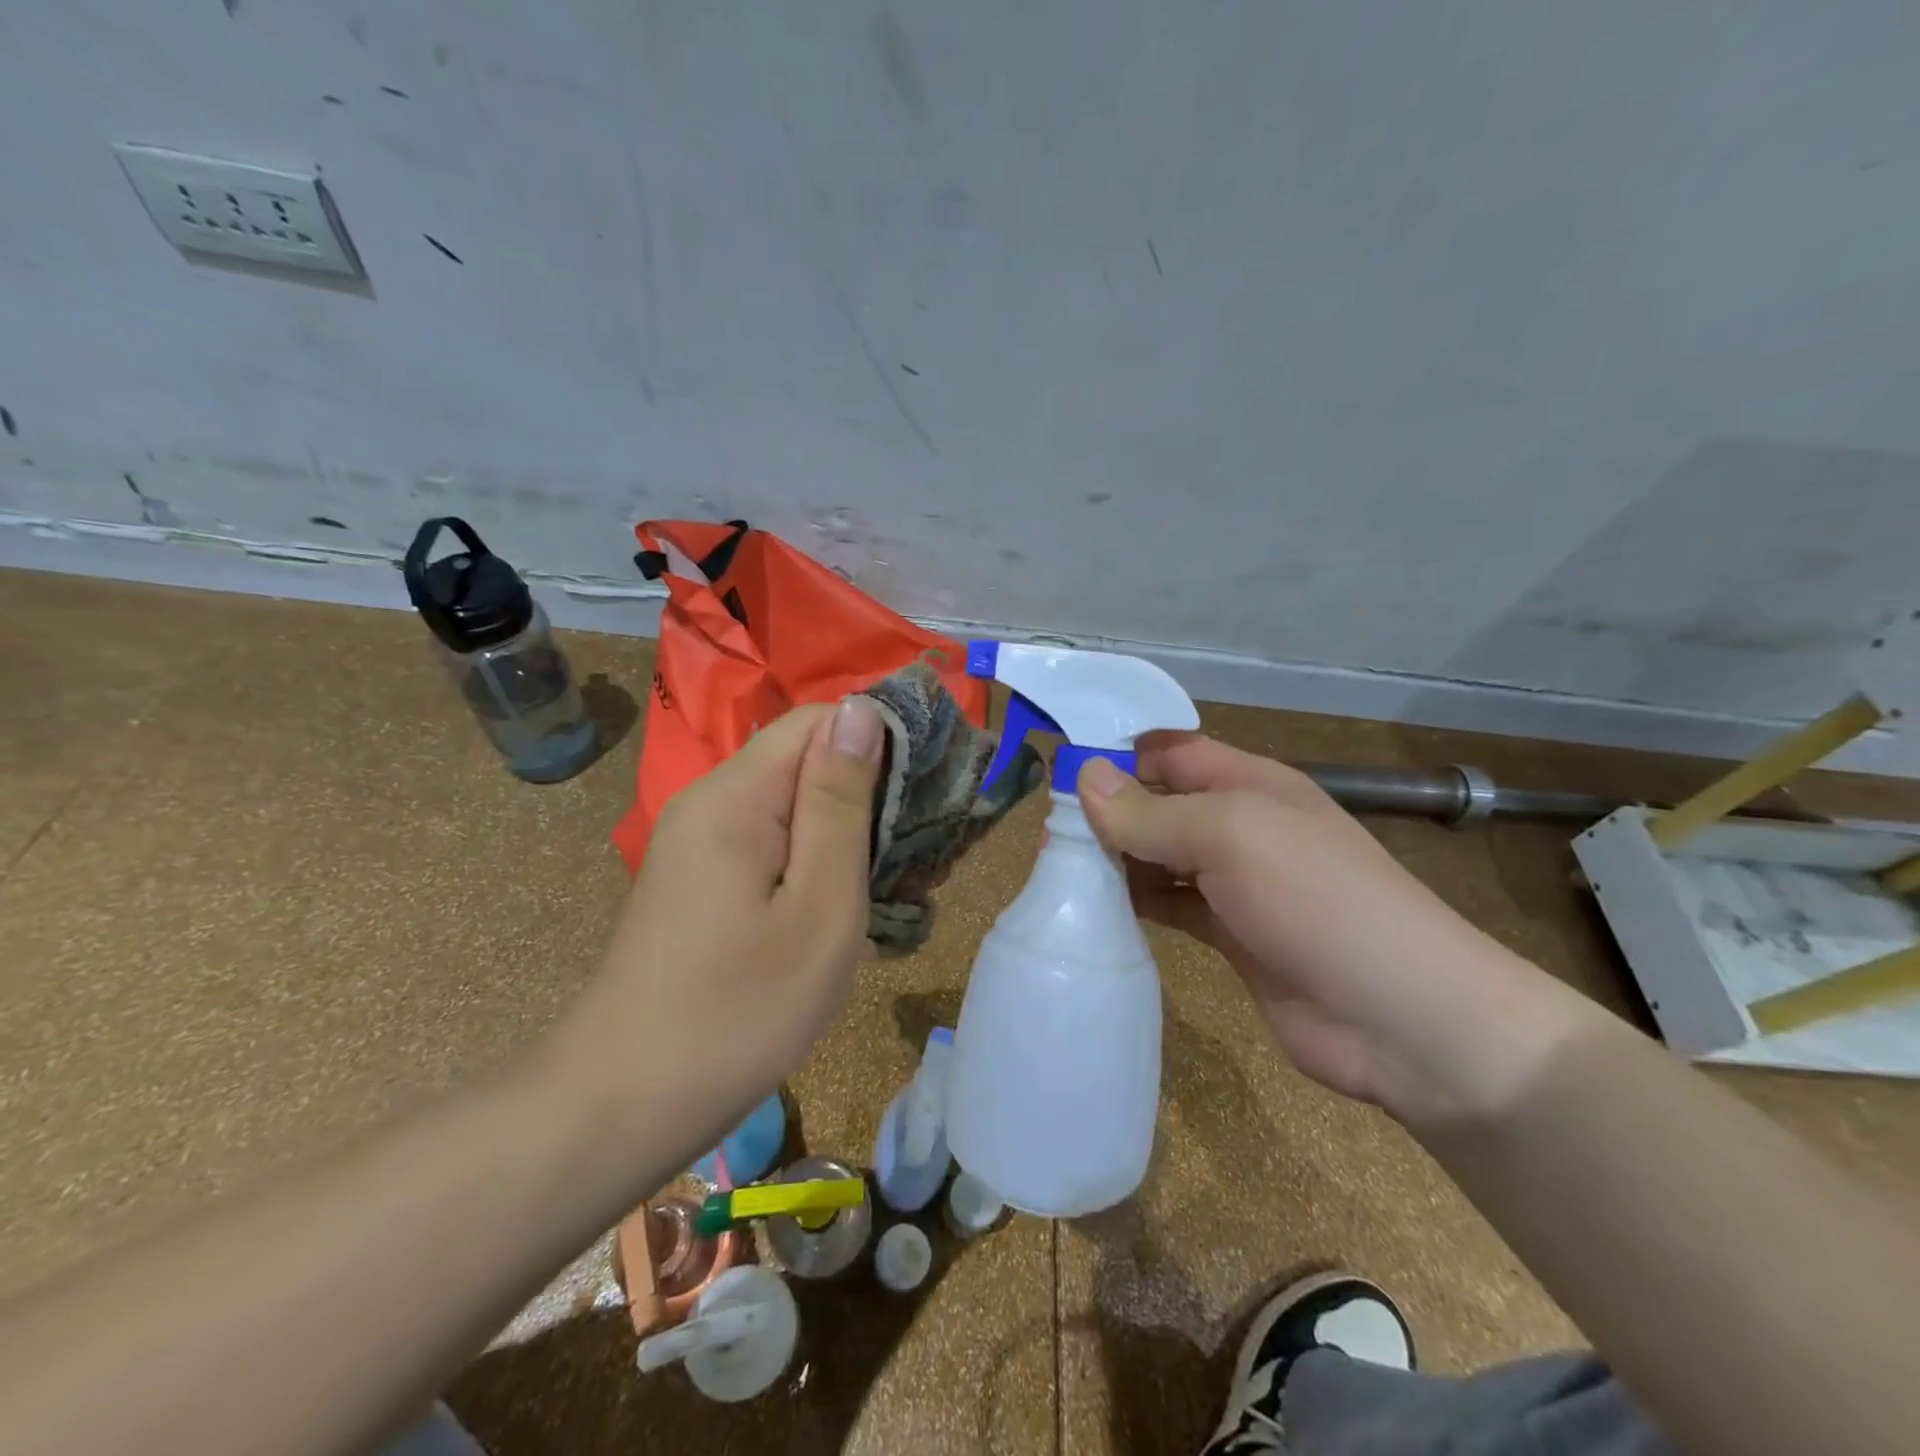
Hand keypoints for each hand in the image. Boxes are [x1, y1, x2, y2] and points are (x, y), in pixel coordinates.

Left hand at [544, 699, 884, 1162]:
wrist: (626, 1102)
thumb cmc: (742, 1010)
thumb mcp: (820, 906)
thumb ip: (840, 802)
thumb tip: (861, 710)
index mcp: (736, 795)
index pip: (820, 720)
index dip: (880, 738)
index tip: (931, 787)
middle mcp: (709, 800)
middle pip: (804, 758)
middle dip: (868, 790)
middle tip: (918, 853)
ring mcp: (697, 839)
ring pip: (789, 800)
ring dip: (844, 829)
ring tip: (890, 883)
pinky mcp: (697, 874)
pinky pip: (767, 837)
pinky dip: (813, 856)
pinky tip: (838, 904)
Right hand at [1078, 733, 1594, 1126]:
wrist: (1403, 1019)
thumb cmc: (1317, 901)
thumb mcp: (1231, 838)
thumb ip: (1153, 812)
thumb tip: (1086, 777)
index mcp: (1249, 784)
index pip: (1172, 751)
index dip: (1120, 752)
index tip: (1060, 768)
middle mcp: (1241, 825)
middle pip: (1161, 803)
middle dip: (1110, 809)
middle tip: (1048, 829)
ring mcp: (1238, 883)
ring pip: (1161, 856)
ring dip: (1118, 859)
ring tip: (1060, 869)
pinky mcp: (1231, 935)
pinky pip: (1171, 905)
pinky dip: (1138, 903)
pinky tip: (1098, 910)